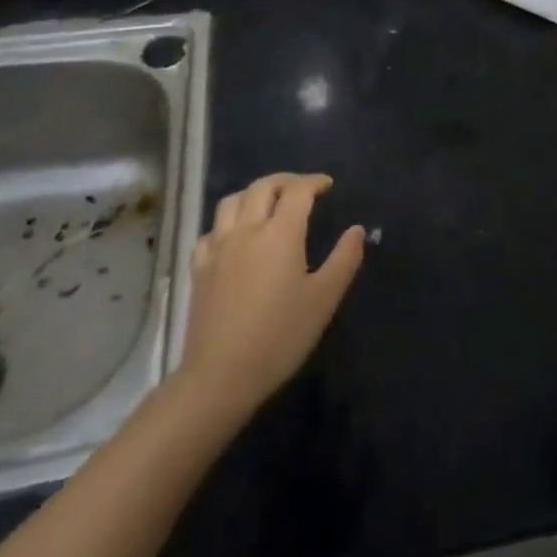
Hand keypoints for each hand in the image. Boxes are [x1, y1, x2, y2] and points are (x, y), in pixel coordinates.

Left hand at [176, 173, 364, 417]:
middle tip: (302, 189)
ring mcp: (218, 248)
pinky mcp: (199, 269)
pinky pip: (210, 231)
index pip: (298, 191)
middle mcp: (247, 230)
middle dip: (285, 181)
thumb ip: (344, 259)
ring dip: (253, 193)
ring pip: (231, 201)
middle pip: (263, 187)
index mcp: (281, 233)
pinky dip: (226, 223)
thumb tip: (356, 229)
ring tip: (268, 204)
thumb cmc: (280, 337)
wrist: (221, 376)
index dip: (314, 182)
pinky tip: (234, 237)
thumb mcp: (323, 300)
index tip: (327, 185)